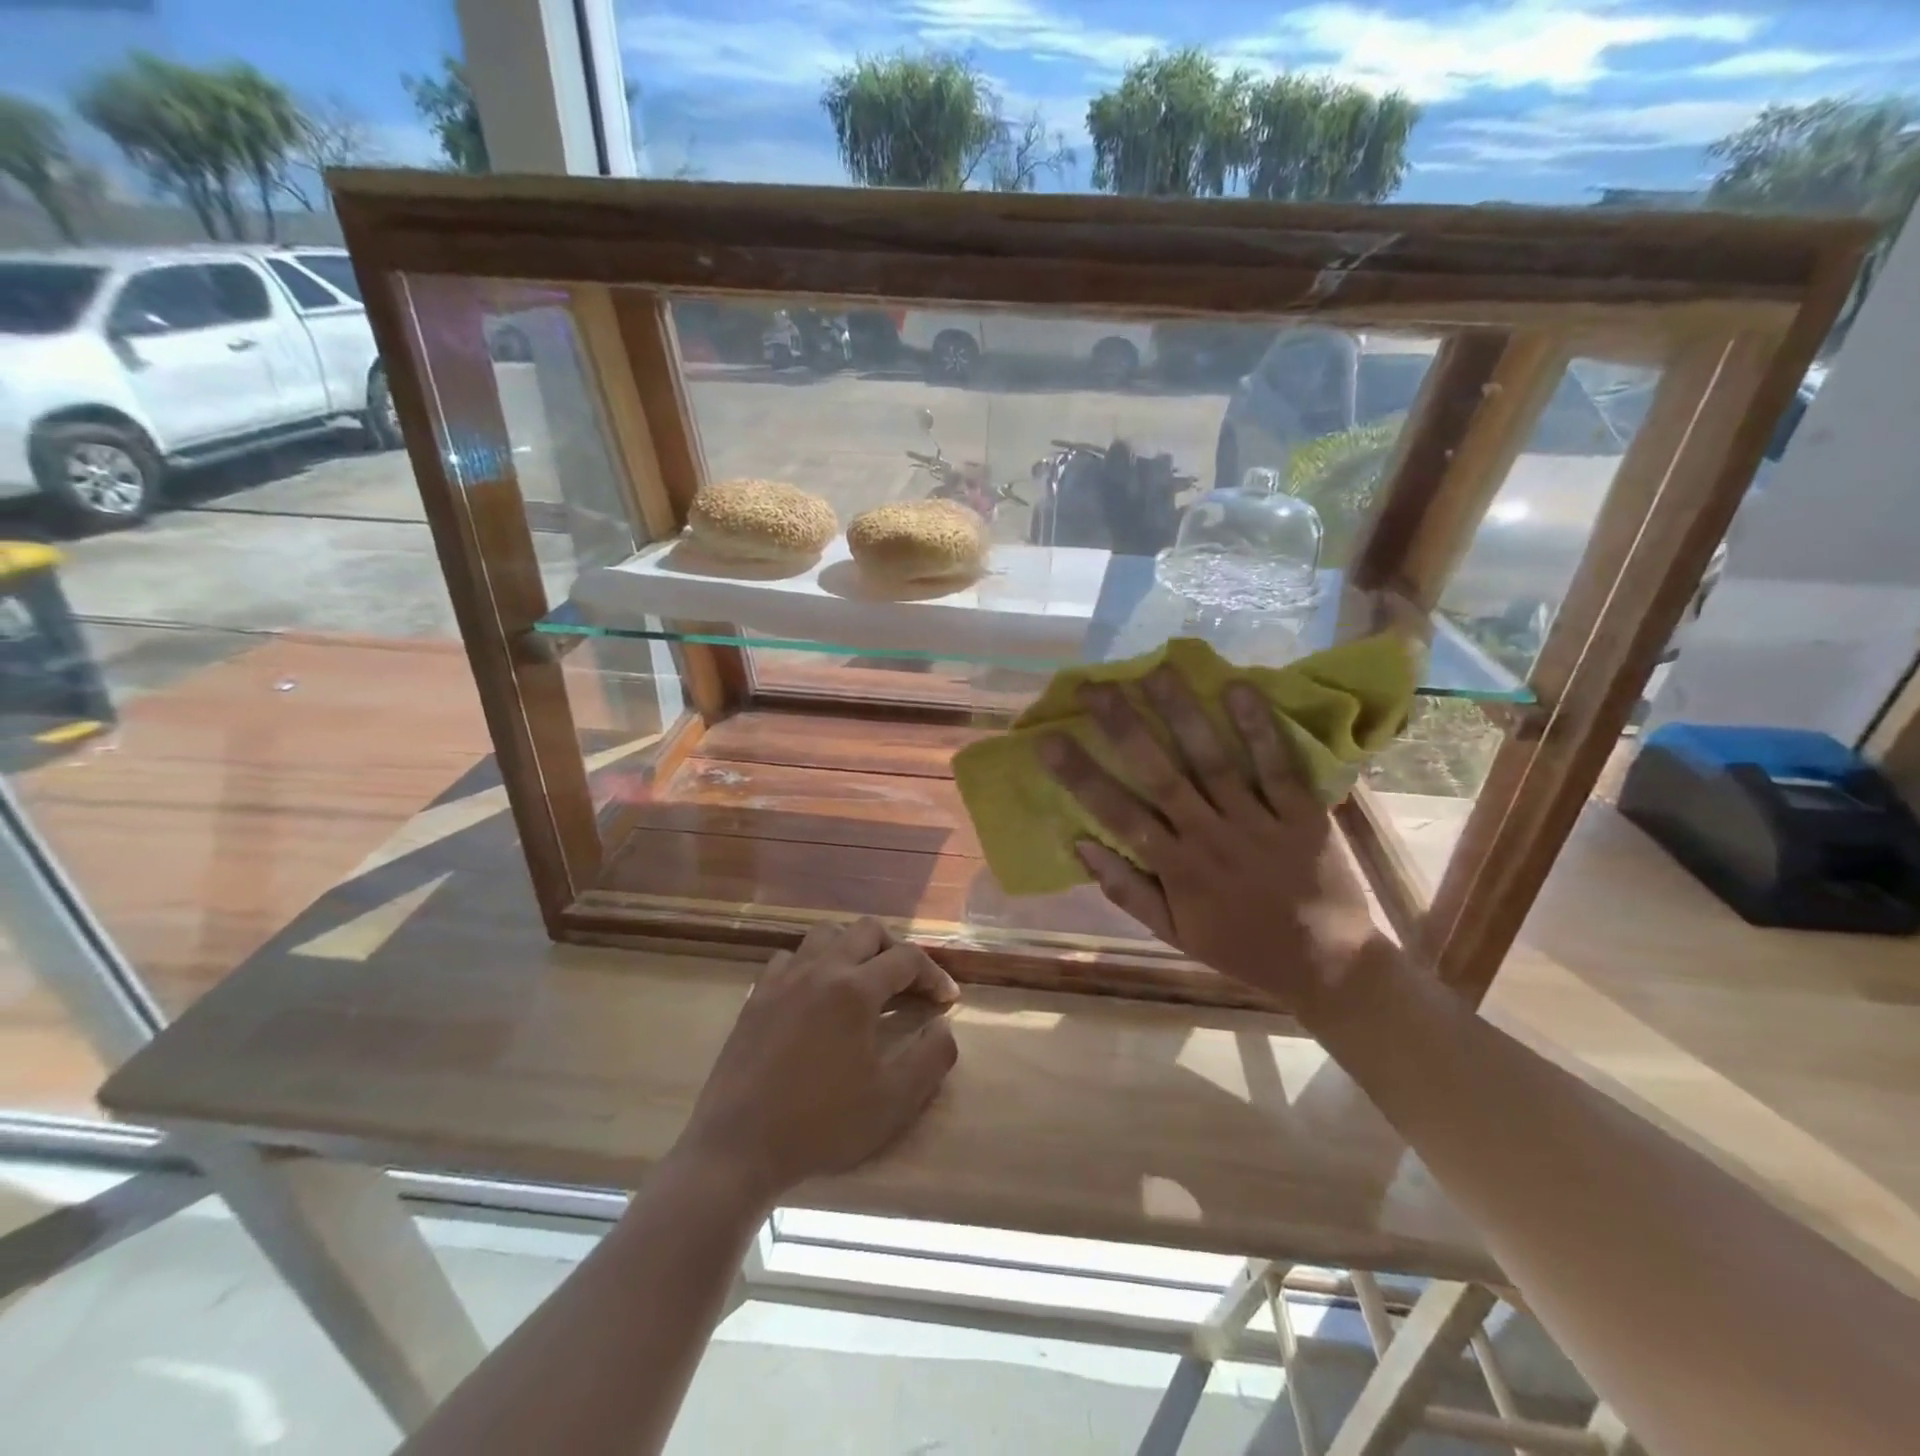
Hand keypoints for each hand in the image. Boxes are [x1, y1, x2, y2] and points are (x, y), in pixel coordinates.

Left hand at [680, 919, 959, 1207]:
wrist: (738, 1147)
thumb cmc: (822, 1124)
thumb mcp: (893, 1101)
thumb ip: (932, 1057)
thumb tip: (944, 1026)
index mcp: (855, 990)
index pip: (907, 959)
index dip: (934, 974)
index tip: (947, 1000)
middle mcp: (820, 970)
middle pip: (867, 931)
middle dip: (896, 949)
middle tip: (909, 983)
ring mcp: (783, 979)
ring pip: (826, 934)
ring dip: (853, 947)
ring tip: (864, 980)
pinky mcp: (757, 996)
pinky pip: (790, 958)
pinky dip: (813, 963)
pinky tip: (816, 994)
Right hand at [1038, 667, 1386, 1016]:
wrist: (1328, 967)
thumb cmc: (1240, 948)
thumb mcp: (1174, 934)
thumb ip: (1127, 890)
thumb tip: (1080, 843)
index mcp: (1178, 869)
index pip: (1118, 815)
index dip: (1081, 776)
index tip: (1048, 740)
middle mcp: (1212, 837)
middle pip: (1161, 775)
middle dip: (1124, 727)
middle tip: (1094, 686)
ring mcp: (1259, 823)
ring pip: (1214, 760)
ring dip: (1183, 714)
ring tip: (1156, 669)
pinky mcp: (1304, 814)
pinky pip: (1278, 766)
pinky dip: (1259, 728)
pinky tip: (1238, 688)